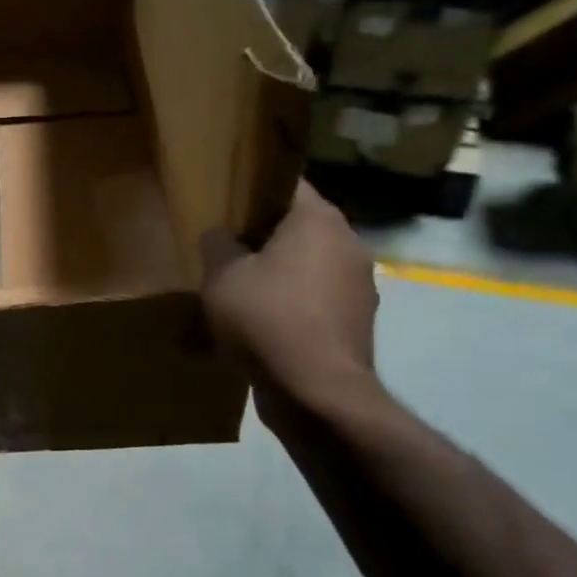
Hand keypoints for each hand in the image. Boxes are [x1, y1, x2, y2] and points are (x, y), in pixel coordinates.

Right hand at [200, 183, 378, 423]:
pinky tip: (260, 333)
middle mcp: (348, 243)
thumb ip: (217, 244)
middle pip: (297, 229)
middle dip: (261, 241)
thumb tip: (222, 235)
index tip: (226, 205)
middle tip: (225, 255)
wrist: (317, 392)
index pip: (286, 184)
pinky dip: (290, 311)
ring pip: (306, 268)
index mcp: (318, 220)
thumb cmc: (267, 320)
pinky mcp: (356, 322)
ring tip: (238, 300)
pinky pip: (314, 303)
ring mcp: (359, 285)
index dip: (253, 191)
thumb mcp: (221, 277)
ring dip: (276, 279)